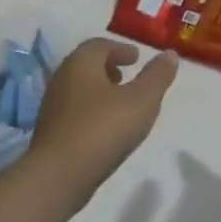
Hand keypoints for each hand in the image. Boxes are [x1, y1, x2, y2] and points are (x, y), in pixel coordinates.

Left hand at [26, 39, 178, 209]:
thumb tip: (170, 54)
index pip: (100, 45)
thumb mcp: (141, 100)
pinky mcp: (51, 131)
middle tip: (127, 75)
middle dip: (108, 67)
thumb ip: (157, 76)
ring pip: (79, 88)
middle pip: (86, 64)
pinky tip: (105, 127)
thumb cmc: (102, 129)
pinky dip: (91, 109)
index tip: (136, 57)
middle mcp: (62, 78)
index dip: (120, 49)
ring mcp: (53, 105)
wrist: (57, 176)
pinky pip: (74, 110)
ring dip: (99, 89)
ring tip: (120, 102)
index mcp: (81, 63)